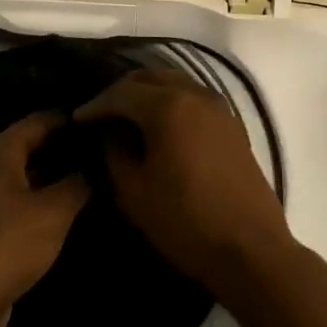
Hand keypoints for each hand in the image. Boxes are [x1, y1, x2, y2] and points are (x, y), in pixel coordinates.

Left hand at [0, 112, 89, 326]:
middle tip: (103, 152)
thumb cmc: (10, 242)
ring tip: (92, 177)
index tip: (102, 125)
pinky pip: (19, 196)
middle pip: (31, 144)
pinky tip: (67, 207)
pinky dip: (41, 196)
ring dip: (54, 174)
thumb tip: (95, 166)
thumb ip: (79, 182)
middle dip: (64, 147)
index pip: (41, 120)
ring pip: (25, 172)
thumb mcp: (55, 210)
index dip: (71, 120)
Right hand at [74, 69, 291, 290]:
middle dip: (121, 91)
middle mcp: (195, 95)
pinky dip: (172, 102)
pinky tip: (160, 125)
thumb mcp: (134, 192)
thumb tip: (110, 132)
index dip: (95, 105)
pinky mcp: (232, 124)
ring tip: (127, 117)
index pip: (121, 93)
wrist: (250, 249)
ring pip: (175, 83)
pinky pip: (194, 98)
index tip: (76, 120)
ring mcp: (219, 107)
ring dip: (148, 93)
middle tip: (100, 113)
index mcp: (168, 107)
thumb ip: (115, 152)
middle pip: (150, 77)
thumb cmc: (185, 222)